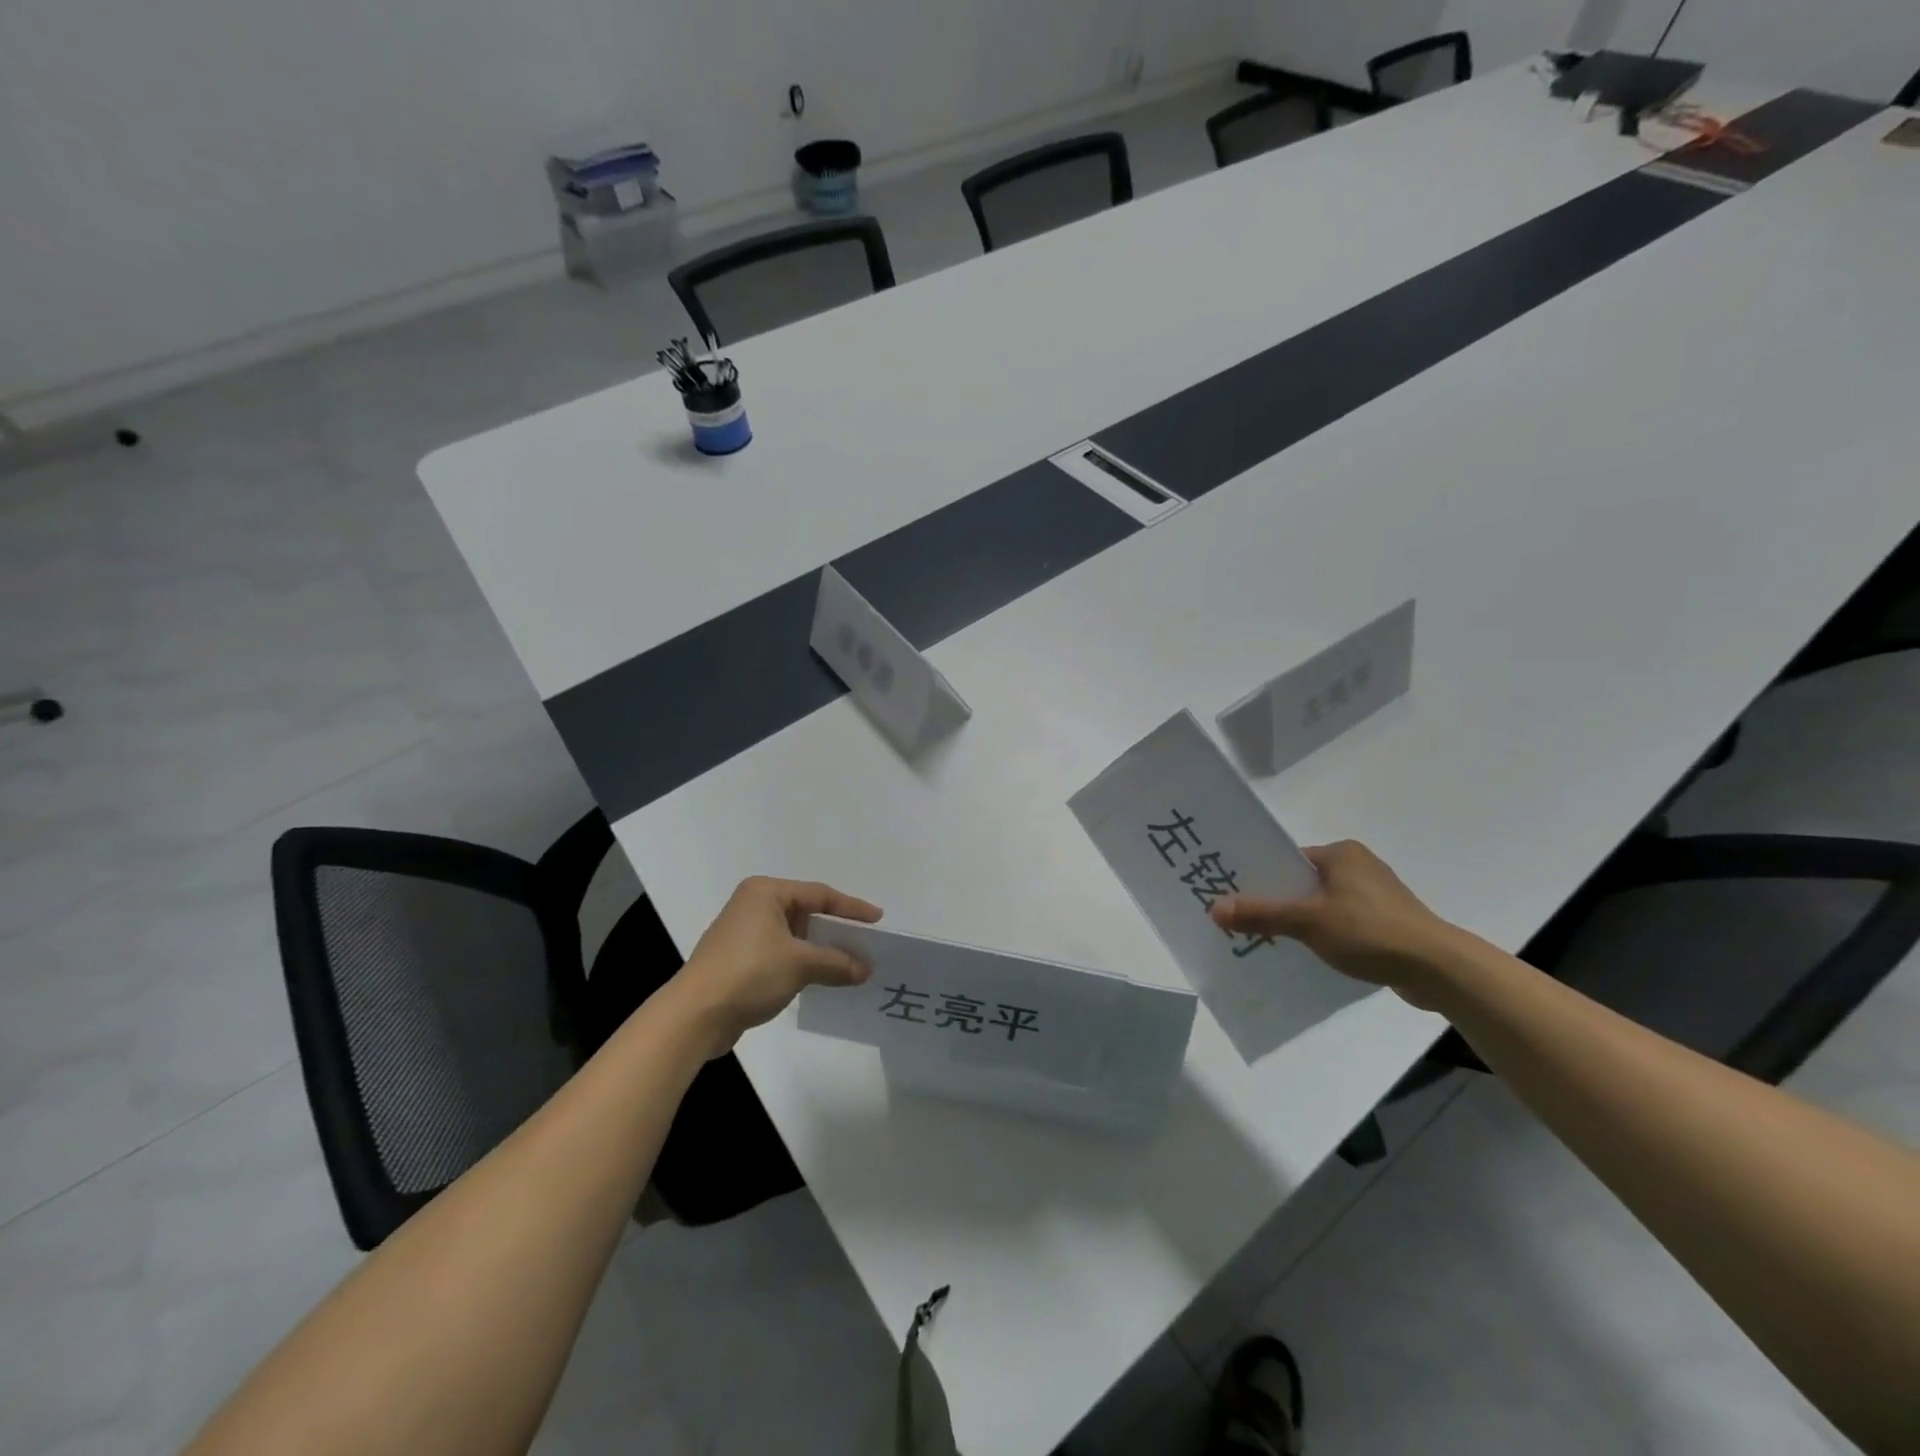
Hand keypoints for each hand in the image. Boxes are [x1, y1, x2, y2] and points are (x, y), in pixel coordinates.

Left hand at [667, 877, 882, 1056]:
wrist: (695, 1015)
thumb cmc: (749, 973)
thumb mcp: (800, 964)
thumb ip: (837, 962)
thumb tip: (866, 968)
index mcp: (765, 892)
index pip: (819, 894)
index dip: (851, 908)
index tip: (877, 919)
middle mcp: (753, 904)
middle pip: (806, 912)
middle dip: (835, 930)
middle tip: (865, 942)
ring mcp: (743, 932)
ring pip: (794, 934)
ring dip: (819, 949)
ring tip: (848, 962)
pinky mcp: (739, 958)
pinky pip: (781, 952)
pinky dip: (802, 961)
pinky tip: (820, 977)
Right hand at [1208, 840, 1467, 1008]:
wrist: (1438, 970)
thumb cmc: (1370, 931)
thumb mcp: (1307, 921)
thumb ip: (1261, 914)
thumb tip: (1213, 908)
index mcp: (1341, 853)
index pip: (1288, 859)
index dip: (1260, 876)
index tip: (1235, 894)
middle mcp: (1359, 866)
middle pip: (1303, 881)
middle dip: (1277, 901)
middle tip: (1244, 920)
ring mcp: (1376, 895)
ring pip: (1322, 904)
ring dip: (1300, 920)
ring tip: (1270, 939)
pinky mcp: (1387, 922)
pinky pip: (1342, 922)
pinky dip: (1324, 934)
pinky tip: (1309, 953)